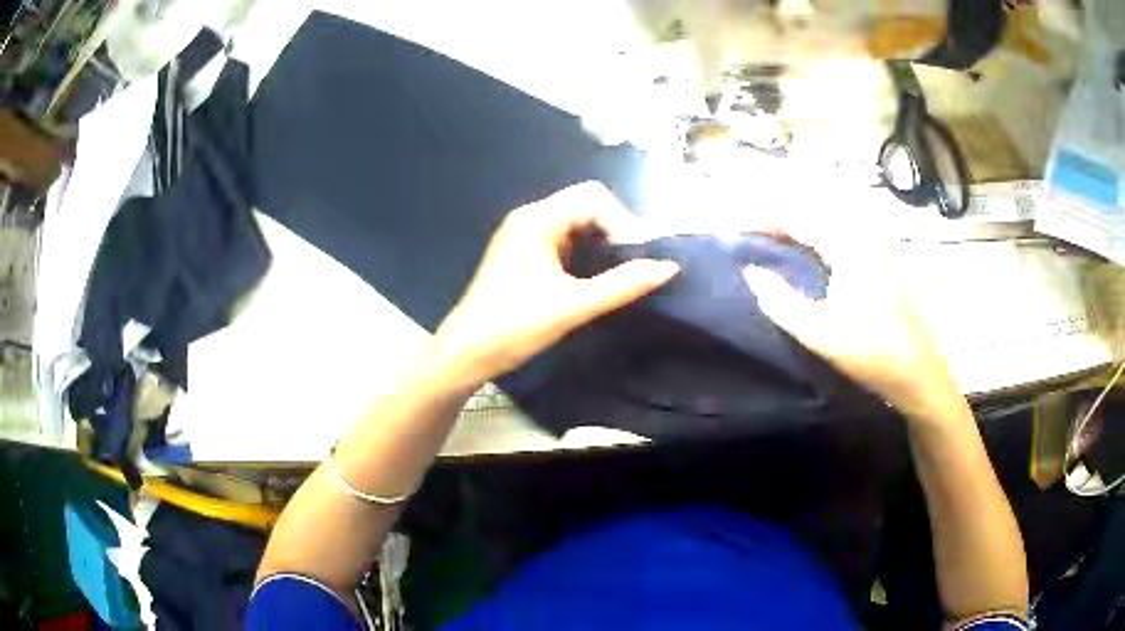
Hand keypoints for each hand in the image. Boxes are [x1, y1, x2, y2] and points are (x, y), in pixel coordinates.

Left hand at [433, 182, 679, 387]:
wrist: (466, 352)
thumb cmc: (515, 326)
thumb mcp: (574, 306)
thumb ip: (623, 284)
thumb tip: (668, 267)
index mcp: (537, 220)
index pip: (593, 197)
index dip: (623, 221)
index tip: (637, 257)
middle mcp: (529, 218)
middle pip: (585, 204)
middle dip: (615, 228)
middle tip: (634, 263)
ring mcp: (523, 234)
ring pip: (574, 222)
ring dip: (600, 240)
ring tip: (619, 270)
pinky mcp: (522, 252)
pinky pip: (562, 238)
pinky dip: (584, 250)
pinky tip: (593, 275)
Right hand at [742, 231, 964, 421]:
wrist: (917, 372)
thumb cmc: (869, 350)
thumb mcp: (818, 332)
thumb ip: (780, 301)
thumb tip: (752, 274)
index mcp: (849, 245)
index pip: (799, 218)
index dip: (765, 220)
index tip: (737, 231)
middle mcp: (864, 236)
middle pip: (816, 213)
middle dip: (782, 218)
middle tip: (754, 234)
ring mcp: (878, 248)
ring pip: (832, 223)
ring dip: (803, 227)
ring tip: (777, 242)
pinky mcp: (884, 263)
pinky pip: (844, 237)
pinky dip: (821, 238)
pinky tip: (812, 256)